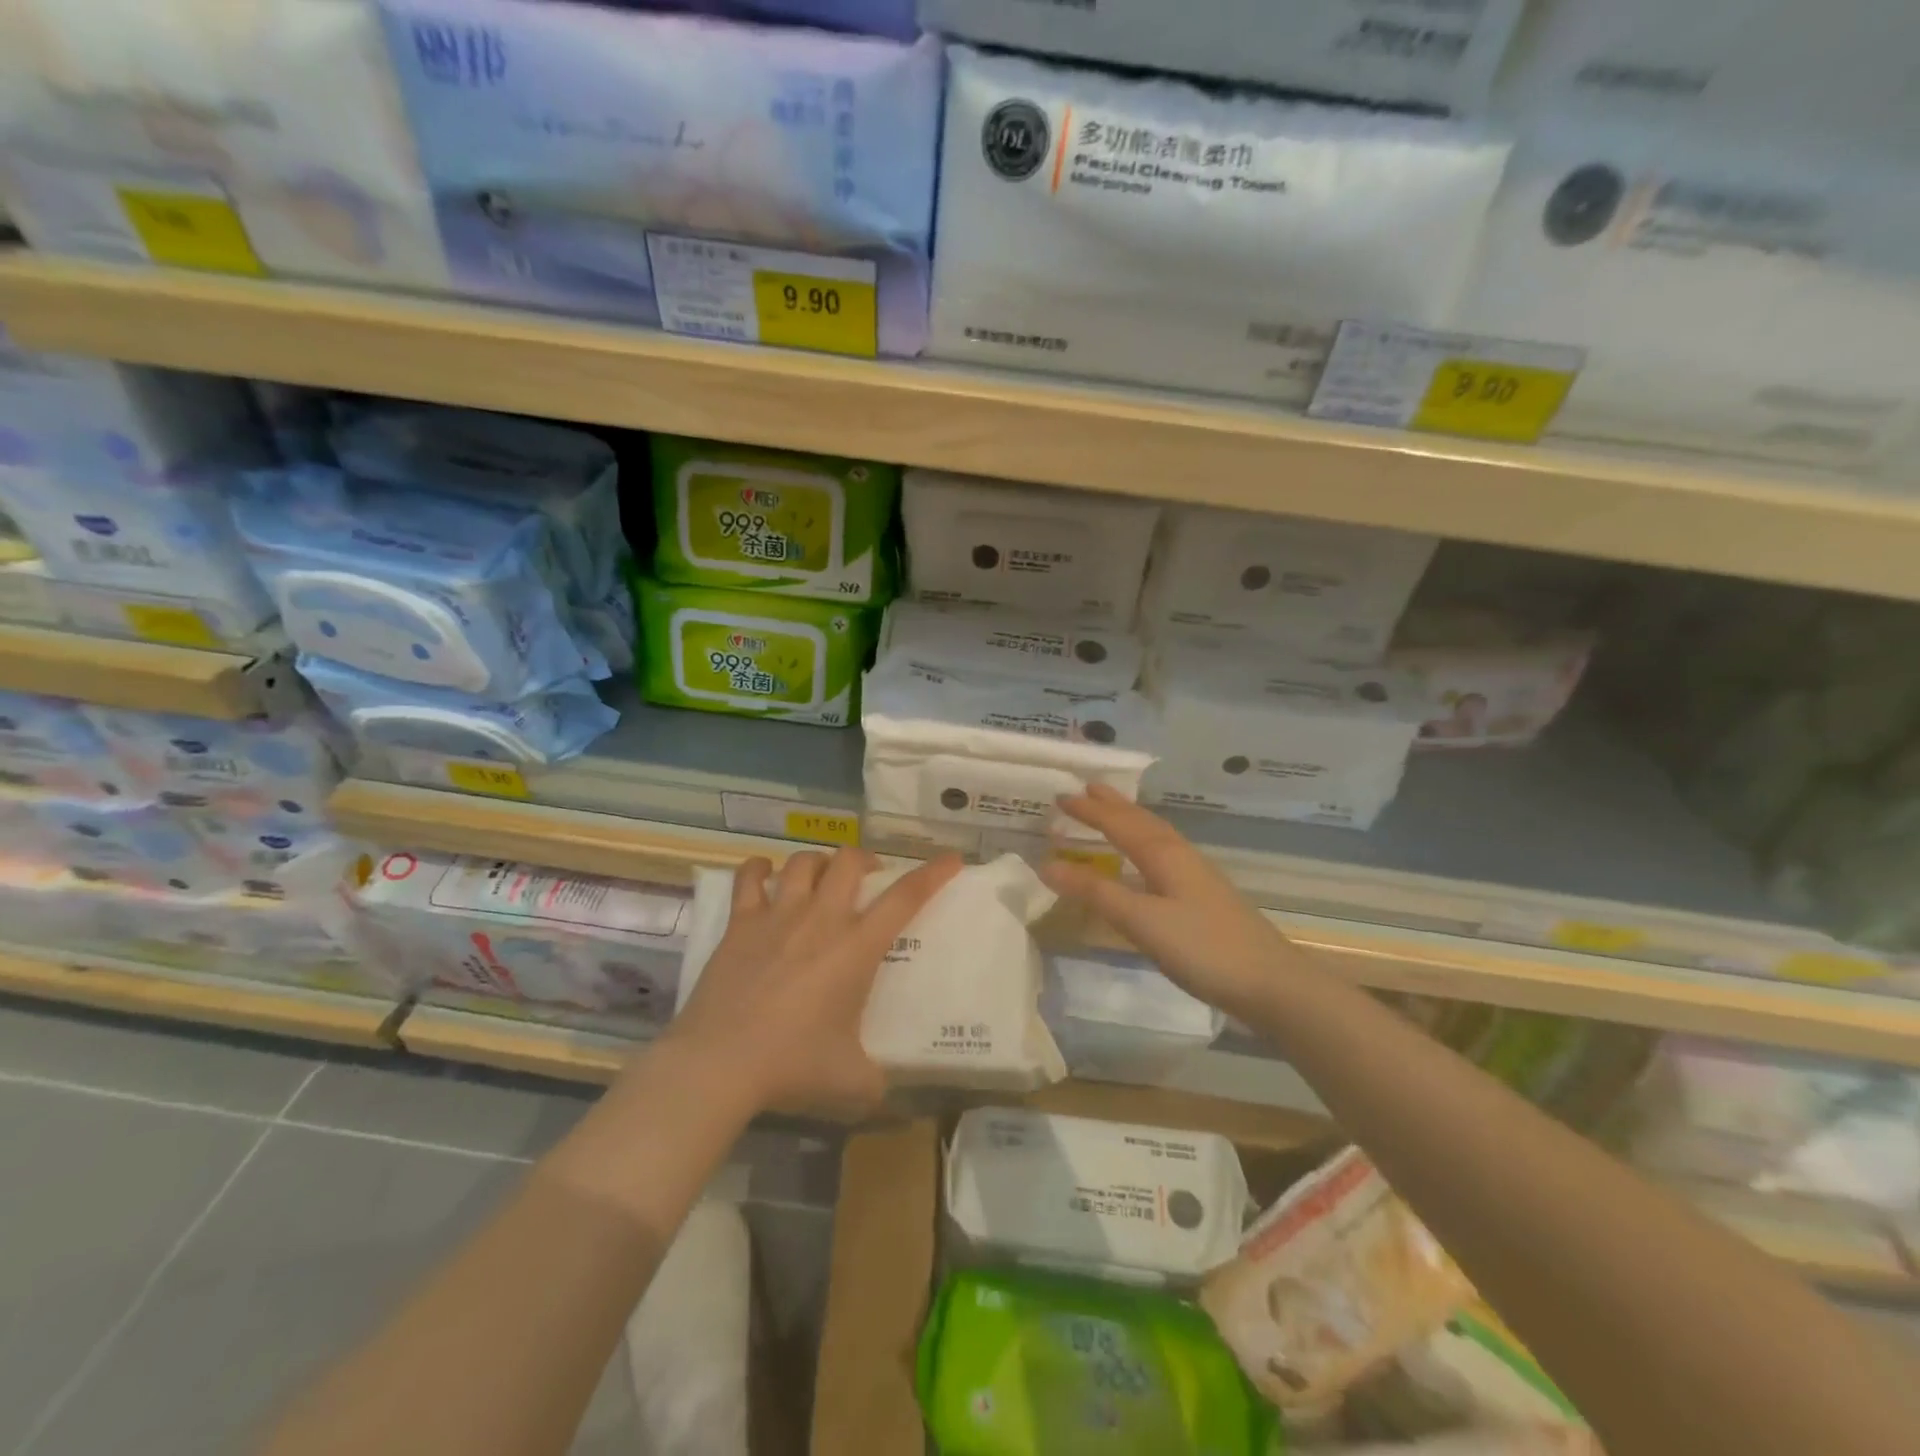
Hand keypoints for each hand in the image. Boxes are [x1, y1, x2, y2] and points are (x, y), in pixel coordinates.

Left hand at [667, 847, 961, 1116]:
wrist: (720, 1064)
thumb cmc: (792, 1066)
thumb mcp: (851, 1081)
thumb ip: (875, 1079)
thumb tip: (882, 1088)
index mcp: (856, 948)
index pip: (905, 897)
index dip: (933, 874)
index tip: (952, 859)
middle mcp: (821, 919)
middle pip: (849, 861)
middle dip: (865, 860)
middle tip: (868, 878)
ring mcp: (778, 916)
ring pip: (804, 861)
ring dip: (818, 862)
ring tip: (821, 877)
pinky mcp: (740, 924)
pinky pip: (750, 878)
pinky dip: (760, 869)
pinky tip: (765, 875)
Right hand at [1041, 784, 1297, 1023]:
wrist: (1271, 983)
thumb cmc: (1202, 948)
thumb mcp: (1141, 921)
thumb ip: (1095, 892)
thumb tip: (1047, 864)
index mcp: (1164, 855)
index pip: (1118, 823)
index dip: (1089, 811)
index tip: (1060, 797)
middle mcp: (1181, 856)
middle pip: (1142, 821)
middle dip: (1112, 805)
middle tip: (1086, 788)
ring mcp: (1197, 875)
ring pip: (1156, 835)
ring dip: (1130, 820)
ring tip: (1112, 813)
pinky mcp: (1206, 896)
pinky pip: (1165, 853)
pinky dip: (1145, 843)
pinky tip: (1147, 861)